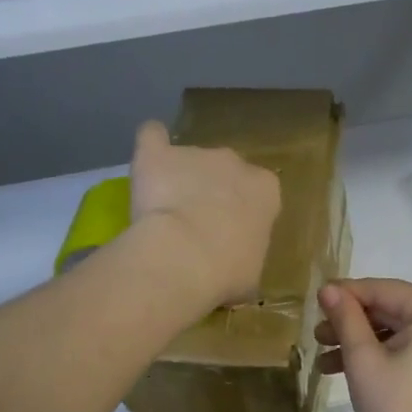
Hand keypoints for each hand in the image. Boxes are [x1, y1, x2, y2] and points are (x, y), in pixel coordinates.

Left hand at [129, 121, 280, 310]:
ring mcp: (196, 153)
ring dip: (180, 179)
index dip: (243, 212)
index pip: (259, 193)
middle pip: (225, 171)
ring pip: (189, 160)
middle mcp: (235, 163)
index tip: (230, 234)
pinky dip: (150, 145)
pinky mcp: (158, 154)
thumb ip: (244, 258)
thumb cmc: (227, 272)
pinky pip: (152, 137)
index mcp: (266, 191)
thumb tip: (233, 268)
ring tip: (162, 211)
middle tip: (196, 224)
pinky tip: (146, 160)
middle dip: (212, 191)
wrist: (185, 257)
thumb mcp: (250, 275)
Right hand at [316, 278, 411, 411]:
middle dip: (350, 322)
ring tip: (323, 356)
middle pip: (389, 309)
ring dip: (358, 340)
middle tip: (316, 334)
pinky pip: (405, 348)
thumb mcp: (363, 359)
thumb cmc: (397, 406)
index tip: (314, 302)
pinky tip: (341, 369)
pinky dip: (376, 355)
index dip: (346, 294)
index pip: (383, 290)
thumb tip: (328, 288)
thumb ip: (346, 319)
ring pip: (394, 330)